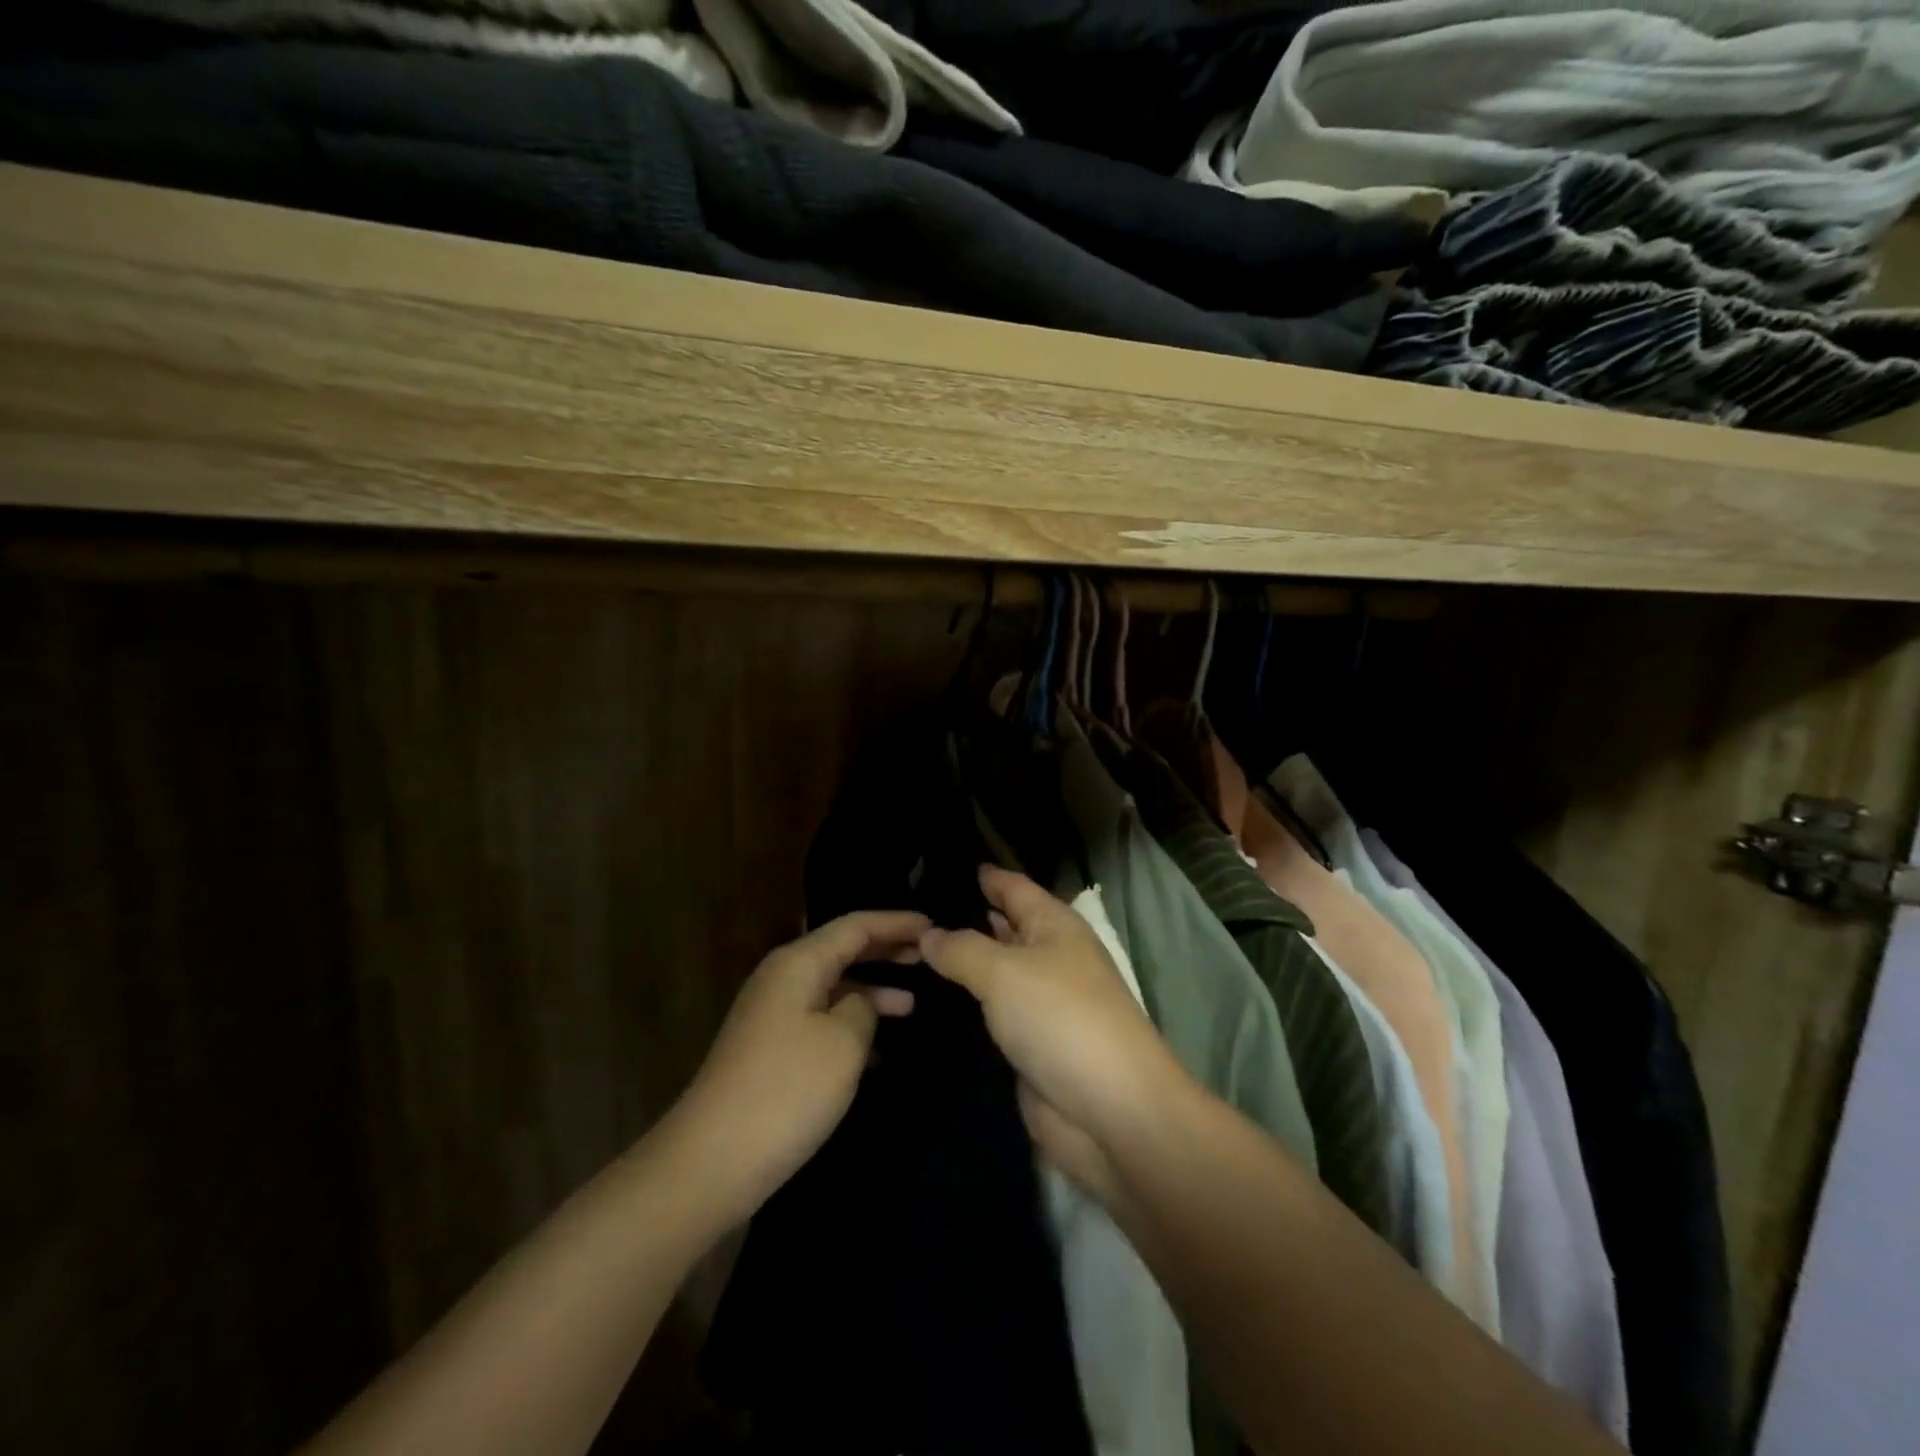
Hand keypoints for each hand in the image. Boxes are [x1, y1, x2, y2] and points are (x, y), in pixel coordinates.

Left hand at [672, 910, 927, 1218]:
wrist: (712, 1161)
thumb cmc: (787, 1090)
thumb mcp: (844, 1041)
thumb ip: (863, 1008)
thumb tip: (859, 1004)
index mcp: (798, 963)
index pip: (855, 926)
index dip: (896, 923)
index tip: (933, 924)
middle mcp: (783, 979)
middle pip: (842, 951)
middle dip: (885, 951)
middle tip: (928, 955)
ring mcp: (773, 1016)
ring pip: (833, 988)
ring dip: (872, 993)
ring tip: (912, 1006)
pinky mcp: (770, 1051)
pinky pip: (821, 1019)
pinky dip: (851, 1025)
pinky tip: (879, 1052)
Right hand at [920, 867, 1185, 1174]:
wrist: (1109, 1111)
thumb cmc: (1060, 1018)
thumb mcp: (1004, 971)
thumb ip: (961, 948)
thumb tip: (928, 933)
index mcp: (1055, 925)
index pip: (1012, 886)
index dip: (982, 874)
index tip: (938, 862)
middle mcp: (1050, 956)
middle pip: (1003, 926)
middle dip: (964, 916)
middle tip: (909, 908)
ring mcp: (1040, 1002)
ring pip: (993, 971)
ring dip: (960, 962)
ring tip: (906, 947)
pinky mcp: (1030, 1043)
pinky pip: (991, 1011)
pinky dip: (965, 1003)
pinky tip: (928, 997)